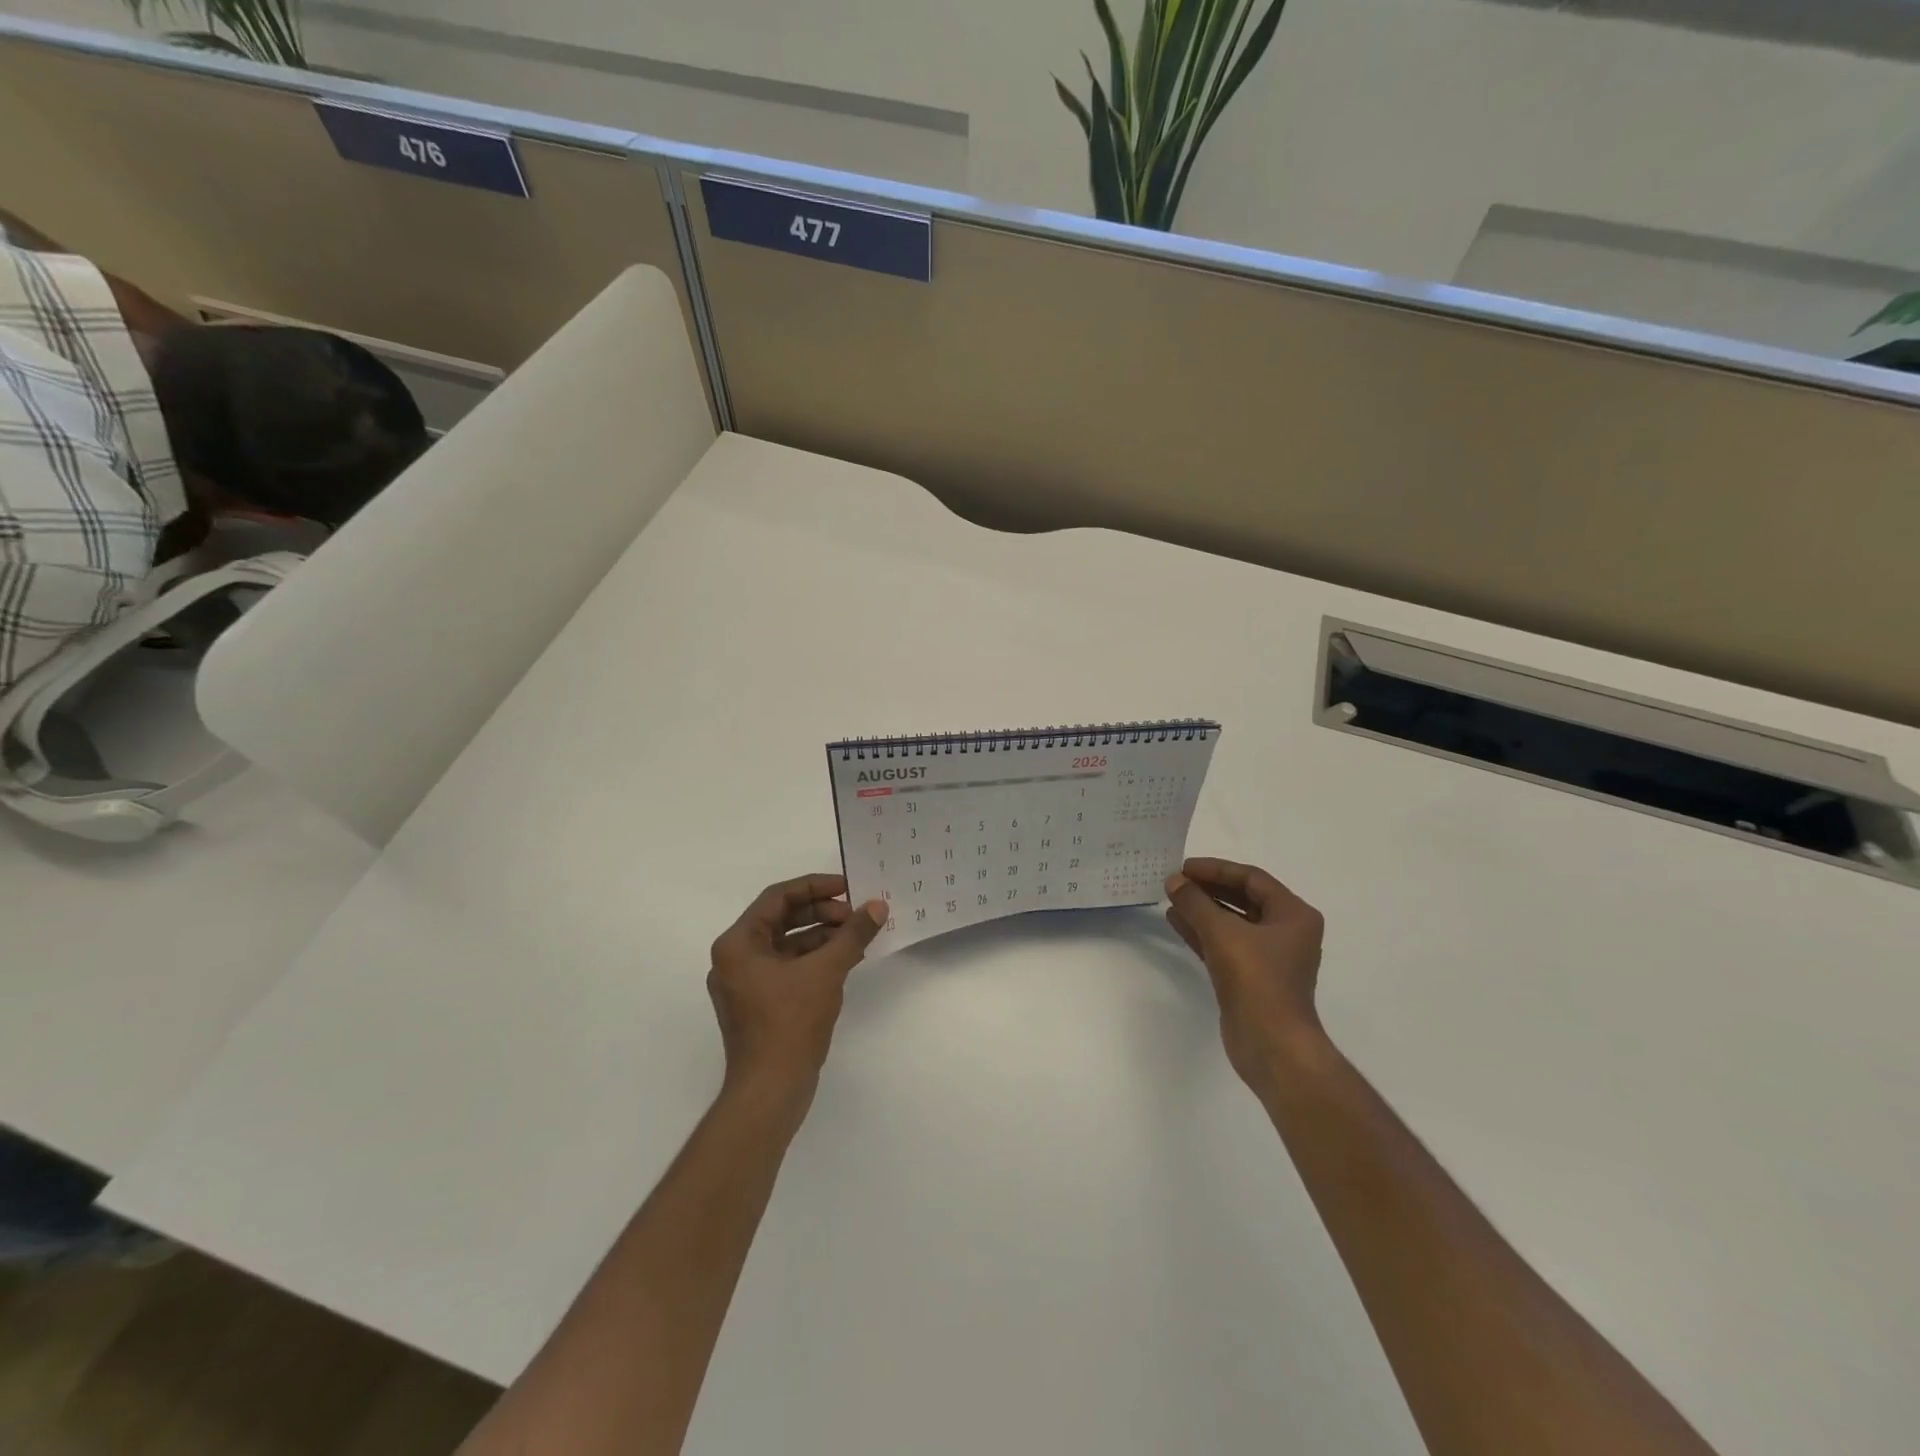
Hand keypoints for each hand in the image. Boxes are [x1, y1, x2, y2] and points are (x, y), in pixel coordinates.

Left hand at [708, 874, 885, 1106]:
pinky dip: (816, 960)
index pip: (777, 898)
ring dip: (822, 936)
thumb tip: (877, 907)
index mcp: (737, 944)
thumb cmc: (790, 1023)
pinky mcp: (760, 1004)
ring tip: (858, 935)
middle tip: (856, 914)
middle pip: (782, 919)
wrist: (770, 1091)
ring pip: (788, 944)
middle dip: (822, 913)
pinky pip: (789, 967)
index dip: (815, 887)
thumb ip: (852, 934)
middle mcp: (735, 959)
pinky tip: (846, 959)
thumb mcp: (826, 971)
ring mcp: (746, 983)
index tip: (848, 886)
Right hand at [1165, 858, 1326, 1089]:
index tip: (1184, 868)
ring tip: (1171, 898)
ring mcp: (1269, 957)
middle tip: (1175, 881)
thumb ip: (1195, 902)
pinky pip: (1224, 944)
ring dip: (1202, 910)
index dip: (1216, 870)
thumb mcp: (1222, 932)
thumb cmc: (1256, 980)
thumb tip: (1173, 881)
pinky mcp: (1251, 977)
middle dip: (1208, 889)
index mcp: (1294, 915)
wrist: (1271, 1044)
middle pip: (1242, 899)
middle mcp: (1286, 932)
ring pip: (1231, 922)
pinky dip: (1202, 932)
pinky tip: (1175, 922)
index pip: (1251, 879)